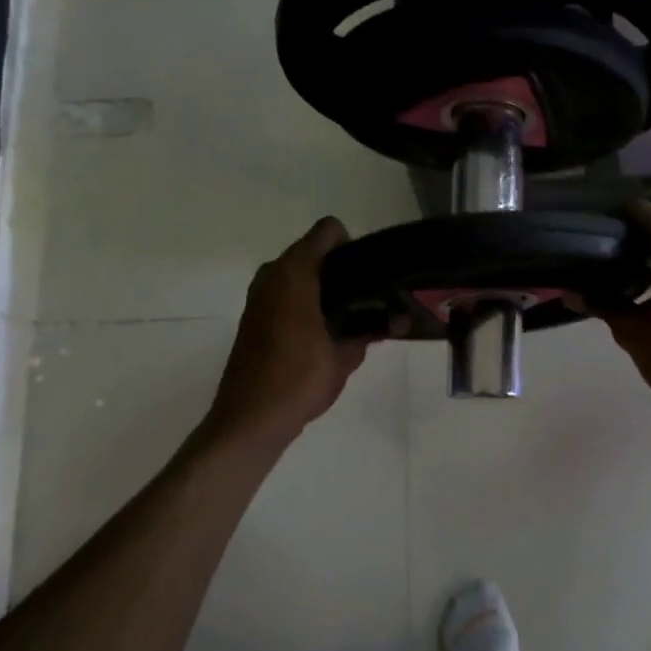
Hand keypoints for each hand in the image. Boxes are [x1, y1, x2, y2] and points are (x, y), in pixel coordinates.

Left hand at [206, 218, 368, 446]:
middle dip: (341, 269)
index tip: (369, 275)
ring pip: (299, 274)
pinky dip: (306, 302)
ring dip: (323, 288)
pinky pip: (286, 294)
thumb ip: (373, 331)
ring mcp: (258, 296)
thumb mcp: (345, 357)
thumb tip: (401, 320)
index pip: (328, 231)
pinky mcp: (254, 317)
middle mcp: (272, 275)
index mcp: (294, 273)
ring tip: (350, 317)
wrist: (249, 419)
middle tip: (368, 298)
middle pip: (314, 252)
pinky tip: (325, 333)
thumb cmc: (298, 380)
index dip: (352, 246)